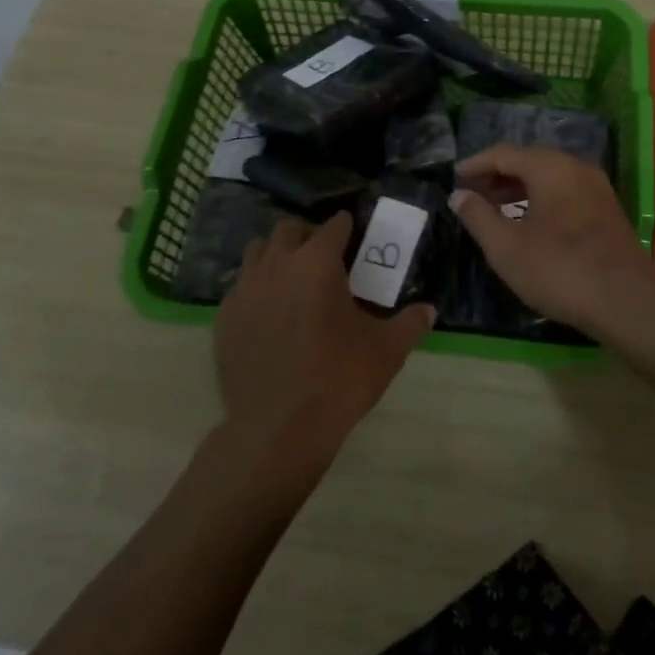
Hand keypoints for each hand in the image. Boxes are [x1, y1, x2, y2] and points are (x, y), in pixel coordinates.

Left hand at [215, 213, 434, 467]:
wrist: (277, 428)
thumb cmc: (339, 380)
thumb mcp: (387, 351)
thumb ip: (411, 323)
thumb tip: (429, 310)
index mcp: (318, 262)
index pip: (333, 226)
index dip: (346, 227)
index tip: (353, 235)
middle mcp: (278, 264)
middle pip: (289, 229)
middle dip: (307, 235)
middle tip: (323, 256)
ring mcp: (246, 289)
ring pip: (258, 251)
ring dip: (277, 255)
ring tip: (292, 277)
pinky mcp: (225, 316)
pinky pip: (240, 286)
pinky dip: (256, 288)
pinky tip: (269, 312)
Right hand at [451, 146, 654, 333]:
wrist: (627, 301)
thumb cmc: (558, 269)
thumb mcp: (506, 247)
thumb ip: (478, 217)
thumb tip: (459, 195)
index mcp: (550, 167)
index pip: (504, 153)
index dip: (476, 164)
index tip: (454, 177)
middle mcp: (576, 168)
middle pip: (530, 160)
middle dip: (498, 175)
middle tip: (473, 193)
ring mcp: (597, 189)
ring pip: (550, 177)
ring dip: (520, 188)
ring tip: (496, 208)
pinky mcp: (608, 211)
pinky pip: (566, 192)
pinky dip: (541, 199)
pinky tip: (530, 223)